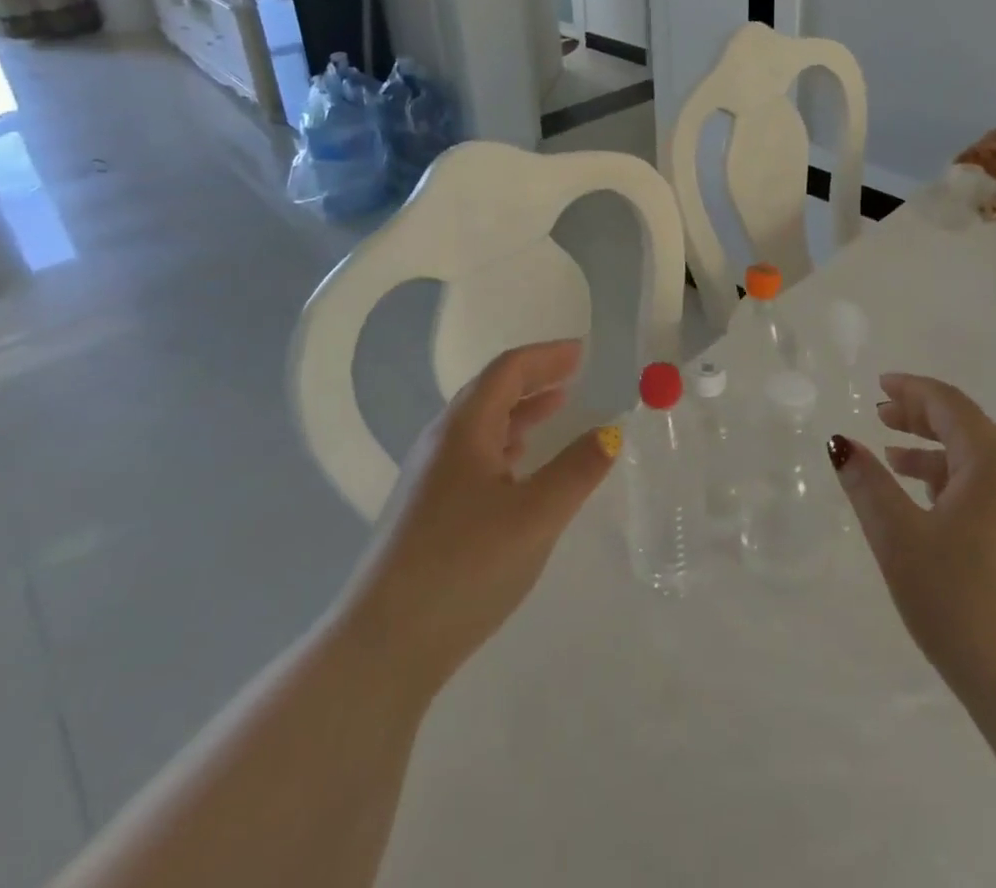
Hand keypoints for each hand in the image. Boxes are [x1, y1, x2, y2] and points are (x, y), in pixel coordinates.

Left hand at [335, 339, 619, 699]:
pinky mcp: (425, 510)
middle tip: (574, 376)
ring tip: (555, 410)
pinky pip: (472, 455)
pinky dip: (504, 444)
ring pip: (480, 425)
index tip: (583, 351)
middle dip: (534, 378)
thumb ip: (578, 469)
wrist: (383, 645)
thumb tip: (612, 431)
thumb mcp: (536, 515)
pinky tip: (519, 466)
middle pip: (491, 392)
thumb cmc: (465, 567)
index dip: (547, 356)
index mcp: (464, 429)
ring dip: (520, 411)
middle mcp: (441, 442)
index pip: (508, 371)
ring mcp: (428, 477)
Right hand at [828, 373, 995, 715]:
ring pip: (981, 464)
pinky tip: (933, 510)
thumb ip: (868, 485)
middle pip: (968, 428)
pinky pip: (995, 494)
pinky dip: (958, 485)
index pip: (950, 404)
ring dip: (936, 454)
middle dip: (921, 419)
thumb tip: (841, 442)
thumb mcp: (901, 541)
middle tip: (880, 419)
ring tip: (895, 462)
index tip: (879, 385)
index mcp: (995, 463)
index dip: (911, 390)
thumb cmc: (966, 606)